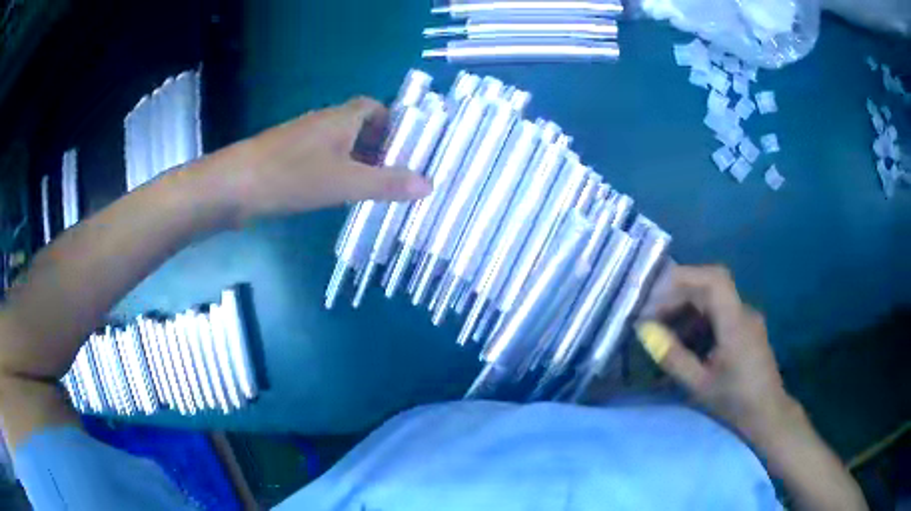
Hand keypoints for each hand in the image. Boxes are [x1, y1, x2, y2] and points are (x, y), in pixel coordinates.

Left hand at [214, 96, 431, 223]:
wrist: (233, 186)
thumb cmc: (292, 175)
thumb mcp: (345, 182)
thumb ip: (387, 183)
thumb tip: (429, 184)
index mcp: (341, 118)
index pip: (375, 107)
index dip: (393, 123)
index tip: (405, 149)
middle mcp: (322, 122)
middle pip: (359, 126)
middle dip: (379, 147)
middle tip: (394, 175)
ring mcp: (302, 140)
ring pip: (339, 144)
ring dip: (357, 161)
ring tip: (371, 189)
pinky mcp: (286, 158)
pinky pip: (321, 157)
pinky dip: (335, 171)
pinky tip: (335, 194)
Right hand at [636, 265, 795, 442]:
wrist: (767, 415)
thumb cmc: (735, 402)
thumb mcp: (700, 384)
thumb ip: (673, 356)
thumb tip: (646, 331)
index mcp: (736, 322)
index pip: (714, 280)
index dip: (684, 277)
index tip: (655, 292)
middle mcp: (743, 312)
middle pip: (710, 287)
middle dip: (678, 296)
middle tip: (652, 315)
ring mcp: (746, 320)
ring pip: (713, 301)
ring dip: (687, 309)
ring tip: (664, 331)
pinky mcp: (746, 330)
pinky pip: (719, 314)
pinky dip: (698, 321)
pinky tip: (685, 342)